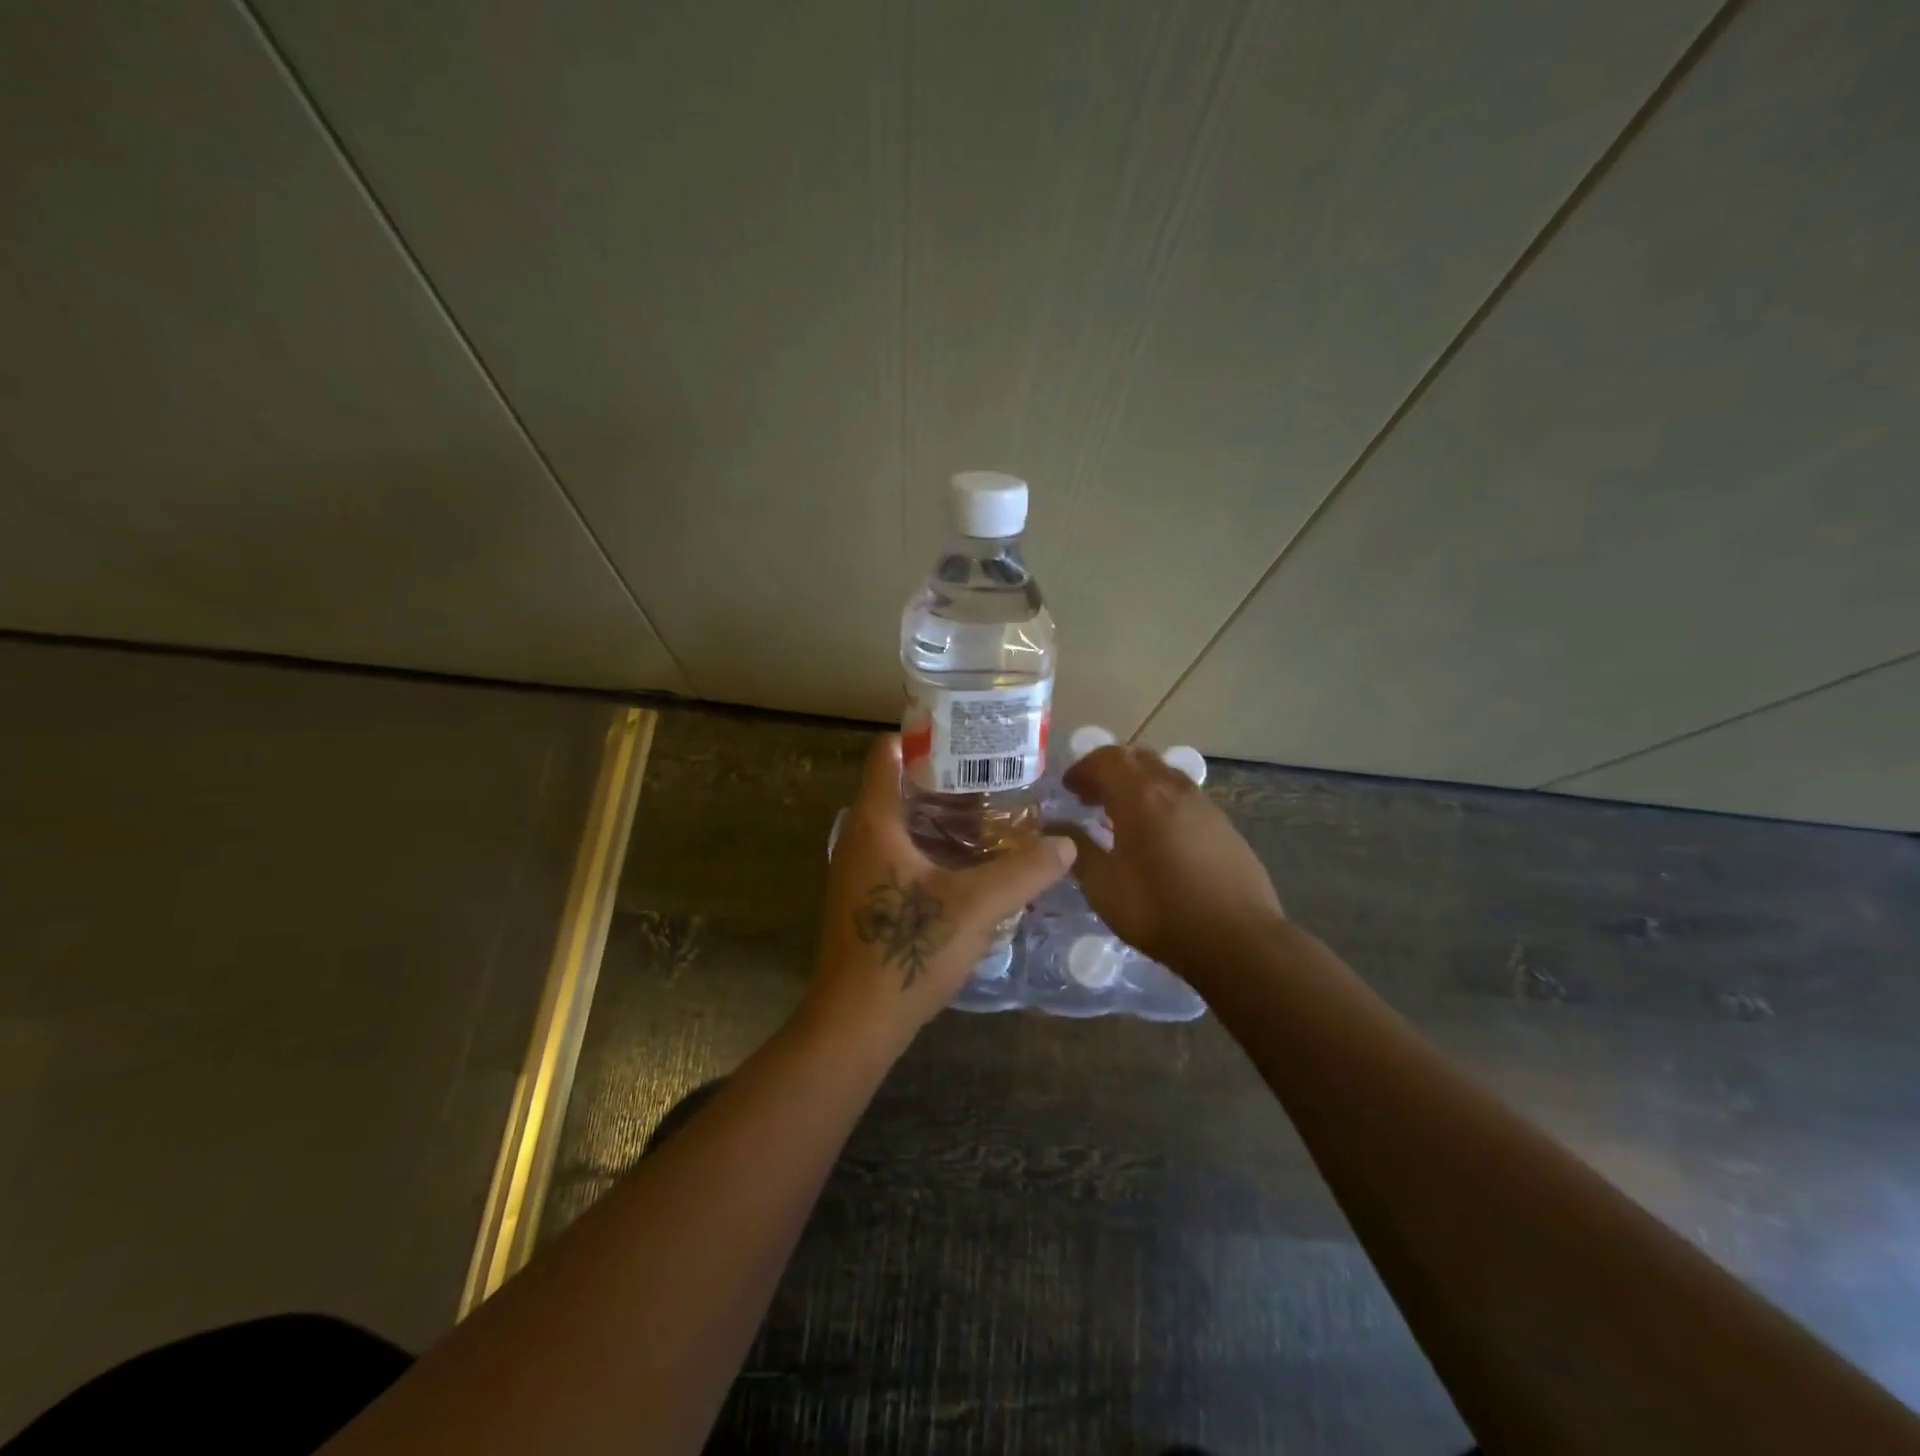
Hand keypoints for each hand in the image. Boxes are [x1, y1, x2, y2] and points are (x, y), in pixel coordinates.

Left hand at [803, 735, 1075, 1058]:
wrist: (856, 1022)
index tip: (964, 736)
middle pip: (898, 789)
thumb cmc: (907, 949)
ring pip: (900, 826)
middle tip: (994, 778)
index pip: (887, 754)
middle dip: (944, 780)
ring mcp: (857, 872)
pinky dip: (931, 849)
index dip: (923, 737)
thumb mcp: (976, 906)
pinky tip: (968, 867)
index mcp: (875, 823)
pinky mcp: (864, 901)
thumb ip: (1025, 871)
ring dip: (940, 818)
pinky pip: (898, 856)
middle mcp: (859, 839)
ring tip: (990, 817)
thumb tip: (1066, 846)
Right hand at [1060, 745, 1283, 972]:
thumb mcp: (1103, 886)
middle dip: (1109, 772)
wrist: (1238, 940)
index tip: (1068, 789)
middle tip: (1091, 799)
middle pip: (1138, 759)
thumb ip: (1076, 849)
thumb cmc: (1159, 911)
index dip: (1083, 768)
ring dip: (1138, 785)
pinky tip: (1159, 839)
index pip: (1107, 759)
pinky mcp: (1225, 826)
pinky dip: (1163, 803)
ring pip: (1165, 776)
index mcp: (1141, 796)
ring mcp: (1205, 806)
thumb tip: (1054, 826)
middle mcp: (1174, 789)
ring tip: (1123, 817)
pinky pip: (1186, 798)